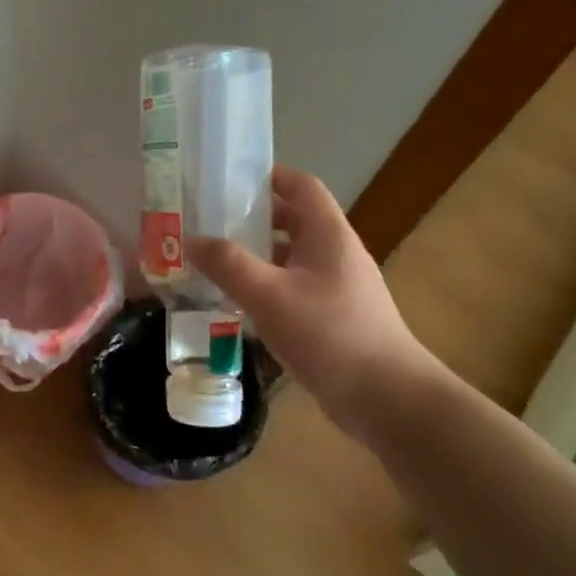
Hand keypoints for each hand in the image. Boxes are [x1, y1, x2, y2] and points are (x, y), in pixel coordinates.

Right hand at [189, 167, 437, 438]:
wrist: (386, 398)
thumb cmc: (329, 334)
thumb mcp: (269, 295)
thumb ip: (228, 264)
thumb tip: (190, 239)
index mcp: (328, 234)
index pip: (301, 186)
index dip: (268, 177)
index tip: (226, 182)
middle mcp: (335, 254)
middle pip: (292, 221)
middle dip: (251, 219)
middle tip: (208, 223)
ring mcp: (336, 287)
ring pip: (289, 258)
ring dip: (254, 257)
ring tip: (212, 263)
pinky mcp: (332, 318)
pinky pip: (292, 289)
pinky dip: (264, 289)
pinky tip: (236, 306)